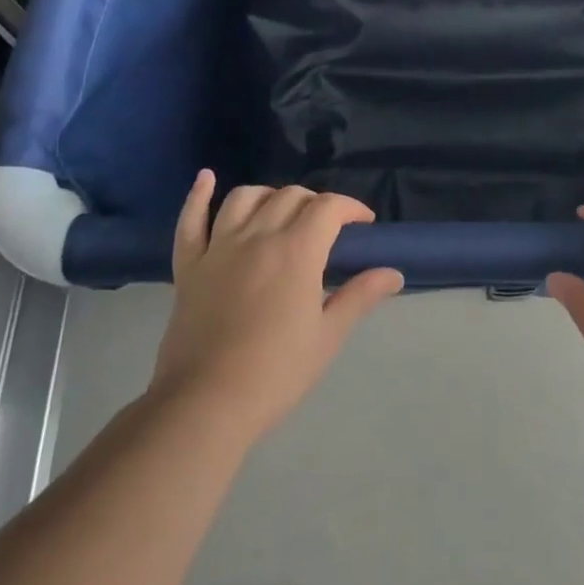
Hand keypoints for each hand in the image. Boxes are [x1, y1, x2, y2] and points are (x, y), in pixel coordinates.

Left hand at [151, 172, 402, 441]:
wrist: (204, 405)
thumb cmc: (275, 373)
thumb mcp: (327, 337)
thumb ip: (360, 296)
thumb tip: (394, 273)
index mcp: (297, 251)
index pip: (329, 207)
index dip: (351, 207)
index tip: (363, 224)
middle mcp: (258, 236)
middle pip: (290, 196)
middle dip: (315, 203)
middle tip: (327, 228)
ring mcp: (219, 247)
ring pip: (245, 198)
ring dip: (269, 196)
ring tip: (280, 211)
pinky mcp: (189, 266)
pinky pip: (191, 221)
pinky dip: (198, 196)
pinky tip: (207, 179)